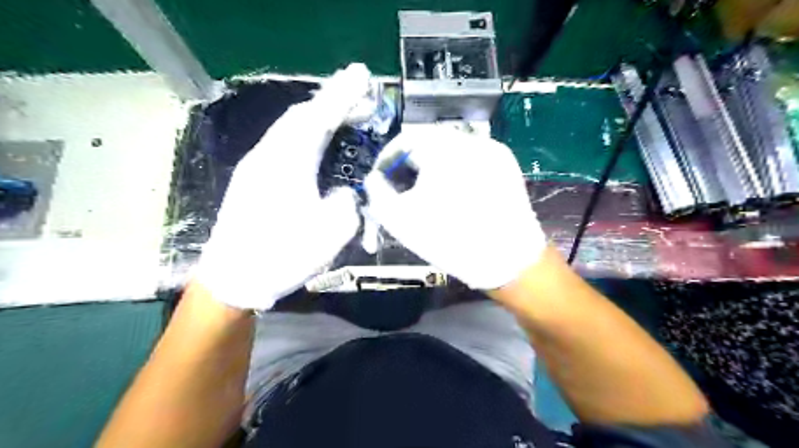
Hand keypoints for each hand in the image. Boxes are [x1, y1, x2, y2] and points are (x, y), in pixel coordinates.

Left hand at [192, 62, 370, 308]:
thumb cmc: (281, 256)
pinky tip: (320, 148)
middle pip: (302, 116)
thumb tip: (342, 191)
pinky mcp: (254, 178)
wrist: (233, 278)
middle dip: (333, 104)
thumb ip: (347, 203)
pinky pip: (285, 144)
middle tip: (362, 103)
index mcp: (288, 163)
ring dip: (320, 119)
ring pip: (291, 128)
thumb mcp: (331, 233)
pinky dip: (307, 136)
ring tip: (345, 121)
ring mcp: (257, 165)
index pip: (319, 116)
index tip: (363, 75)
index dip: (343, 95)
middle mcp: (269, 155)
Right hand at [364, 126, 545, 289]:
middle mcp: (469, 139)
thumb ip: (377, 193)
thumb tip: (375, 178)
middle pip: (428, 141)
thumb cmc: (450, 240)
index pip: (404, 139)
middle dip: (410, 162)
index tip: (382, 179)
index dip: (388, 159)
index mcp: (442, 148)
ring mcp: (492, 149)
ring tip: (429, 191)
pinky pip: (472, 157)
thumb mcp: (399, 220)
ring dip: (433, 164)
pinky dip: (457, 168)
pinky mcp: (506, 163)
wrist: (508, 260)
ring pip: (451, 148)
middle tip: (403, 186)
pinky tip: (456, 192)